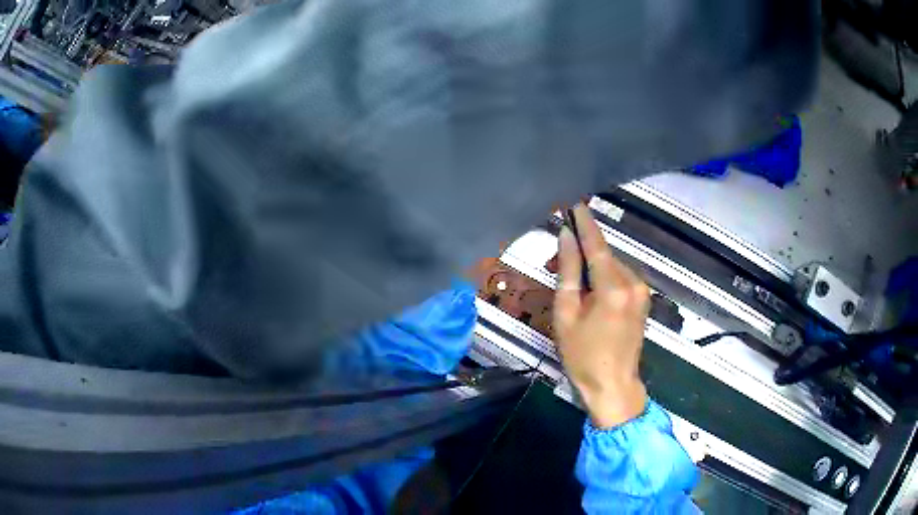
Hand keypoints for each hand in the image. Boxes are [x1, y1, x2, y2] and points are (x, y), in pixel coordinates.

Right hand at [553, 204, 648, 428]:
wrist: (613, 385)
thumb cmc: (583, 355)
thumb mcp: (566, 314)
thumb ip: (568, 272)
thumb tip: (566, 238)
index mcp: (613, 287)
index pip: (596, 245)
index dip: (584, 222)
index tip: (574, 203)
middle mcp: (633, 283)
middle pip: (605, 255)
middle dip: (583, 250)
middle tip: (559, 255)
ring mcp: (642, 291)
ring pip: (613, 265)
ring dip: (593, 265)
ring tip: (573, 280)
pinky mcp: (644, 299)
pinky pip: (621, 277)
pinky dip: (605, 276)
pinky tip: (591, 289)